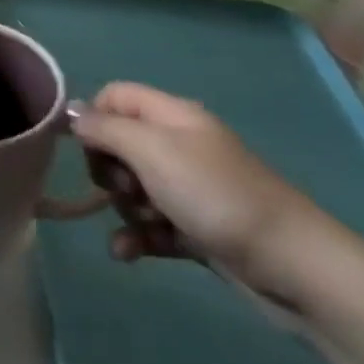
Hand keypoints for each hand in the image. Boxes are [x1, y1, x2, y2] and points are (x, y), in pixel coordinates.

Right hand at [72, 82, 329, 302]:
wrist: (293, 266)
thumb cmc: (216, 195)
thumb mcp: (151, 150)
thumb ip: (104, 128)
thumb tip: (69, 112)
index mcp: (173, 117)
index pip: (115, 97)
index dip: (93, 118)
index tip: (86, 148)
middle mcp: (180, 146)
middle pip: (118, 146)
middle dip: (108, 171)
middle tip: (126, 189)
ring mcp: (190, 189)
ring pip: (131, 189)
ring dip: (125, 209)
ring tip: (144, 225)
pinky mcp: (195, 228)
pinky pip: (149, 226)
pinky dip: (136, 238)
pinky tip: (129, 253)